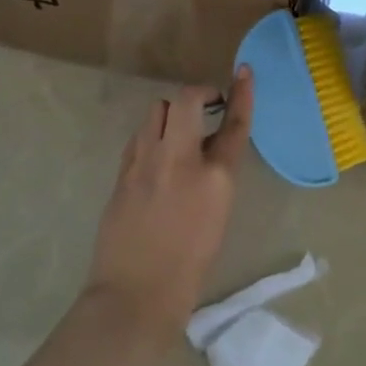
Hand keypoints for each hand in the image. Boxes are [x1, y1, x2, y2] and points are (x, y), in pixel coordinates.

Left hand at [83, 69, 254, 339]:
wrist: (136, 295)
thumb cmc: (190, 265)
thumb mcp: (219, 214)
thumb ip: (216, 175)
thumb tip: (210, 149)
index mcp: (215, 177)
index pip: (234, 123)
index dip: (241, 94)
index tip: (244, 71)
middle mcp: (179, 159)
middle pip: (186, 100)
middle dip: (198, 93)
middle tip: (206, 105)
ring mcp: (145, 163)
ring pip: (156, 110)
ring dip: (171, 113)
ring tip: (178, 132)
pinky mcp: (122, 172)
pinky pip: (139, 136)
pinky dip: (152, 134)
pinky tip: (156, 154)